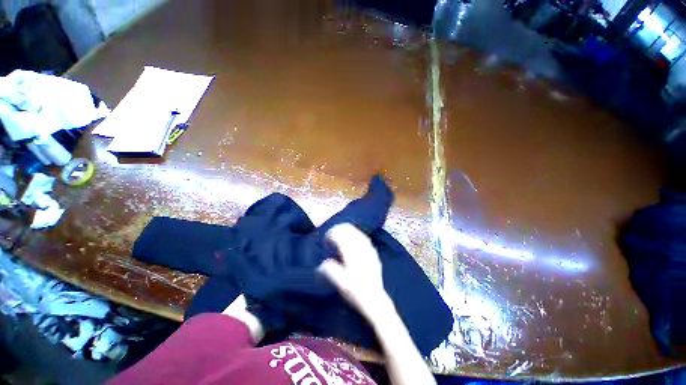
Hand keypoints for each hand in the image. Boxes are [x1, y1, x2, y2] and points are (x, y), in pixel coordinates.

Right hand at [318, 224, 392, 320]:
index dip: (331, 235)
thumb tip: (322, 264)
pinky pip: (364, 238)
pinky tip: (354, 239)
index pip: (340, 236)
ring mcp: (369, 249)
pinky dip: (357, 235)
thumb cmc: (356, 292)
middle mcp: (360, 248)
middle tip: (332, 236)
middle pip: (348, 231)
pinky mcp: (373, 253)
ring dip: (347, 231)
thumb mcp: (340, 283)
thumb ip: (329, 270)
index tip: (326, 241)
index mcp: (351, 253)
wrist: (375, 300)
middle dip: (338, 230)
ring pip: (357, 232)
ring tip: (341, 234)